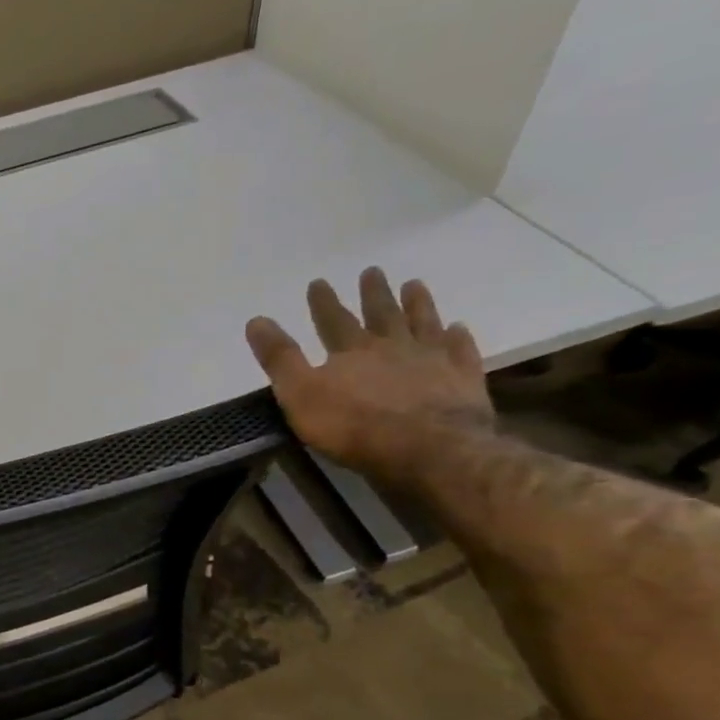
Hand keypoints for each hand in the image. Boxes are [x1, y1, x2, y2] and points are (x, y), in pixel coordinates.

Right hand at [245, 269, 495, 487]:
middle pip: (382, 314)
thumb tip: (256, 320)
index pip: (333, 320)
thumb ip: (280, 358)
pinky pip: (461, 351)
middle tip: (372, 271)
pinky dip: (458, 338)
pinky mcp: (463, 380)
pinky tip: (459, 328)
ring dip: (418, 304)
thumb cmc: (354, 426)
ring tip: (414, 285)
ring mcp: (432, 360)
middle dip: (373, 293)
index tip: (318, 282)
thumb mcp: (300, 394)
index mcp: (352, 351)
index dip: (323, 302)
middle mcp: (393, 347)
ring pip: (423, 324)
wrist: (428, 449)